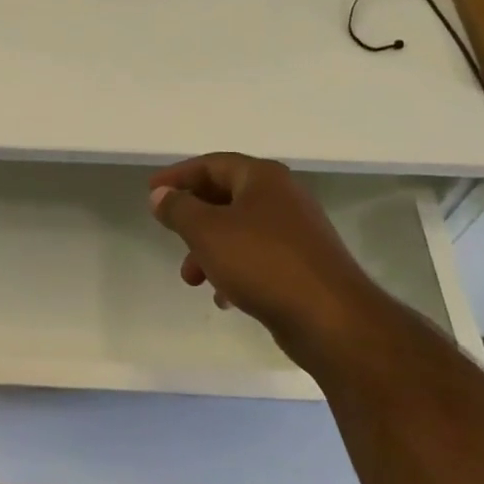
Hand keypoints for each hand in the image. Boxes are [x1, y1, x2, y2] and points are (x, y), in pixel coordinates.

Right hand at [149, 153, 379, 367]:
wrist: (332, 319)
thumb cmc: (263, 263)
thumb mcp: (208, 231)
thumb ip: (179, 209)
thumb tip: (161, 194)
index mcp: (262, 178)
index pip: (212, 164)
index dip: (178, 176)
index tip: (151, 192)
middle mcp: (283, 197)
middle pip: (225, 197)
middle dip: (193, 220)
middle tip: (170, 236)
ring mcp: (297, 233)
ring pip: (240, 232)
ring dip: (210, 250)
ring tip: (192, 279)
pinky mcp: (304, 266)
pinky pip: (258, 259)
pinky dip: (235, 271)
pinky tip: (224, 298)